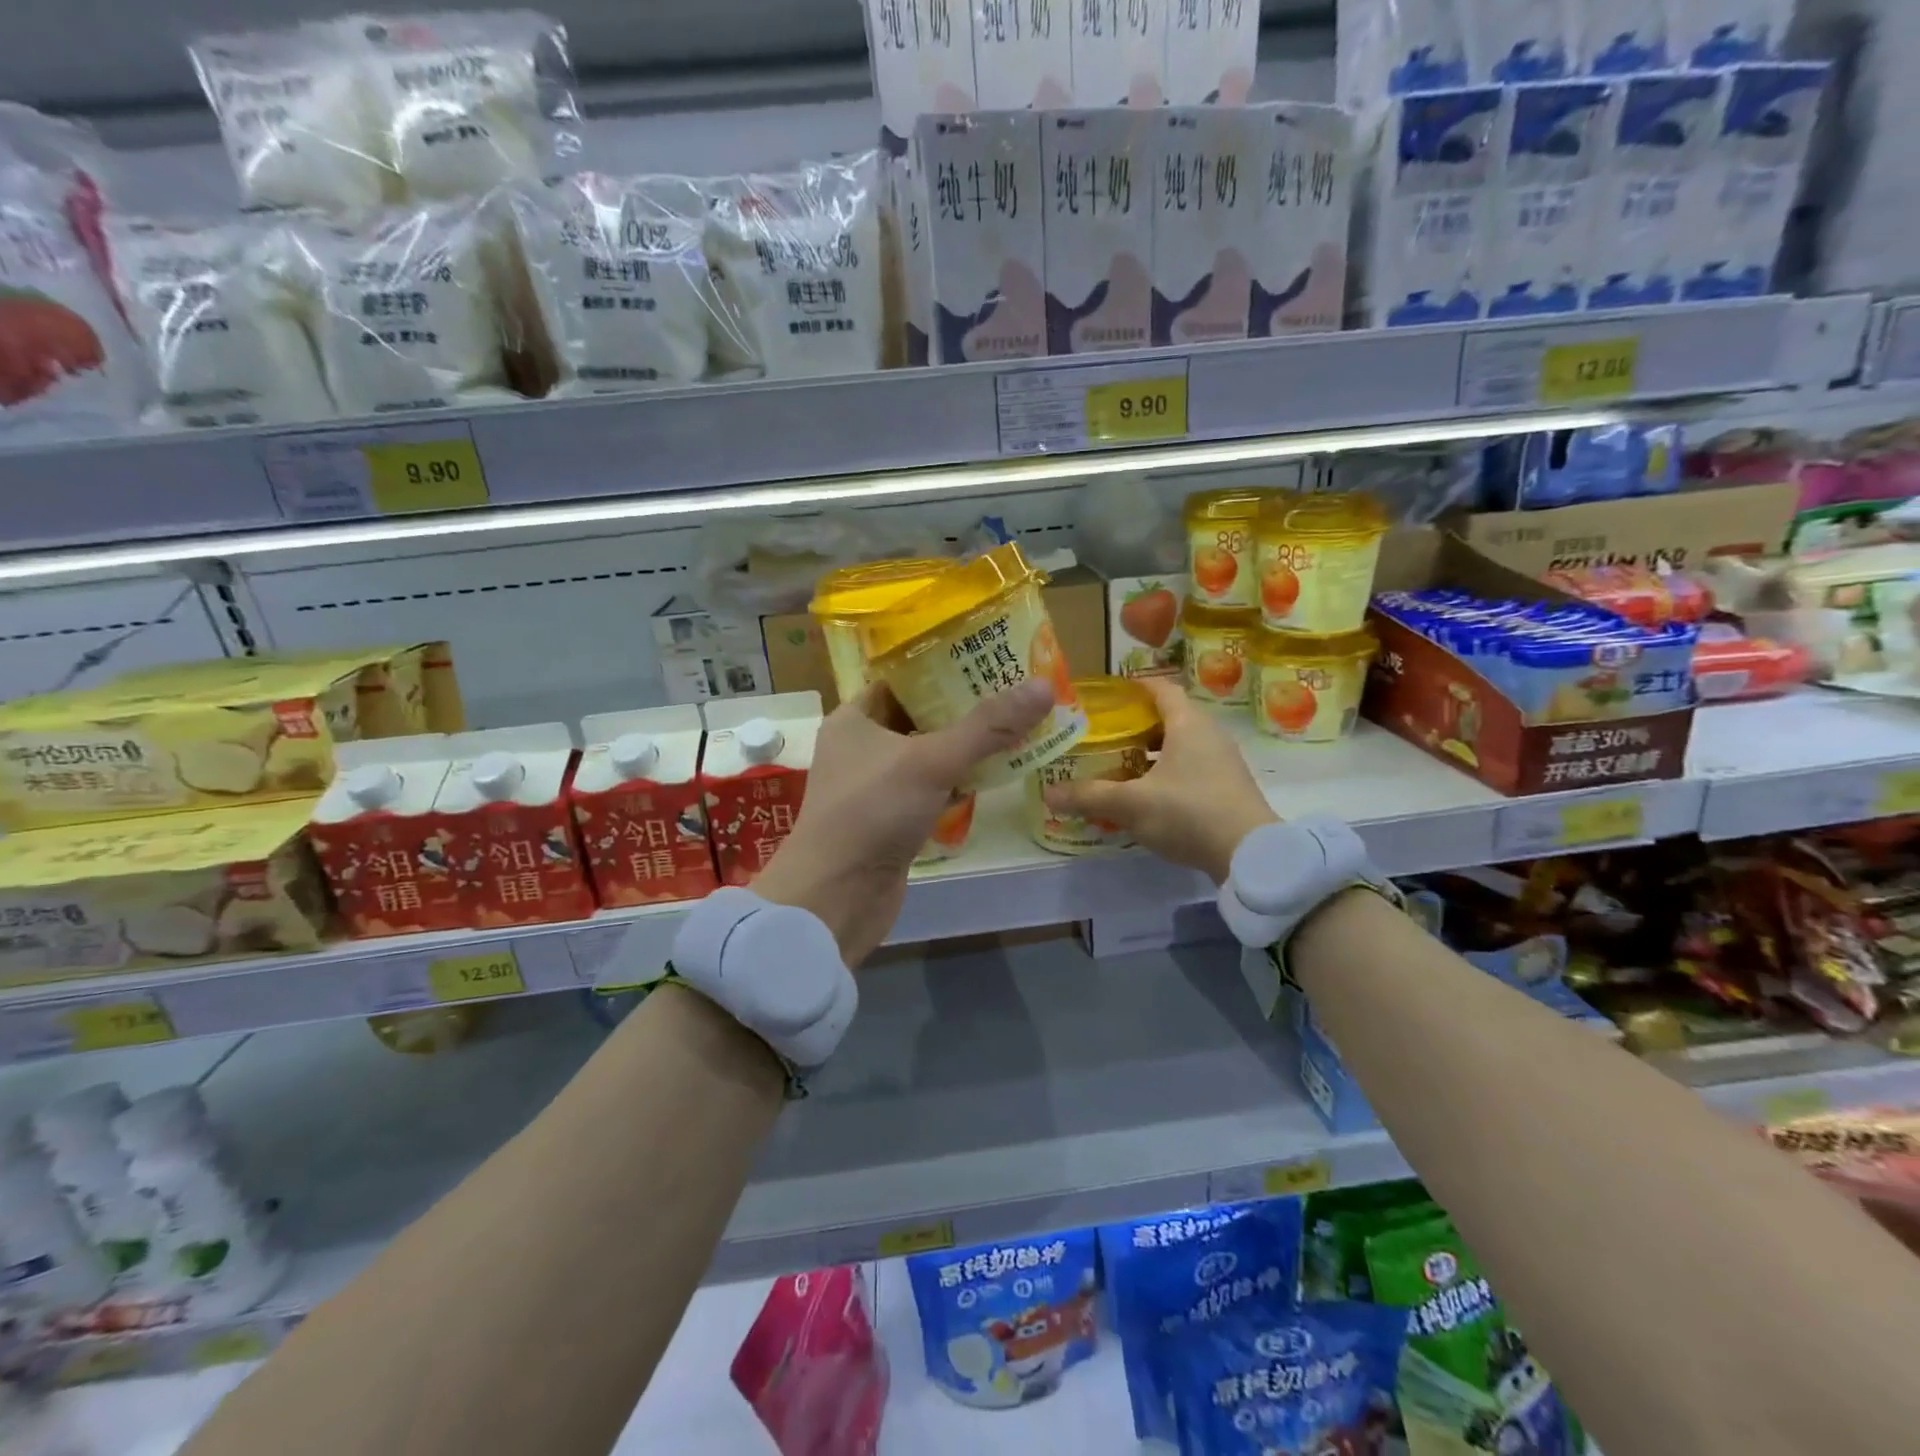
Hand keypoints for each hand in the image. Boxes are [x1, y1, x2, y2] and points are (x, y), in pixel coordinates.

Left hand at [755, 678, 1054, 965]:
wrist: (836, 896)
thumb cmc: (872, 811)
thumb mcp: (931, 760)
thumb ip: (987, 726)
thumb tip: (1043, 686)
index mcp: (855, 718)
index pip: (902, 679)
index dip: (942, 666)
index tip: (988, 656)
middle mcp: (862, 747)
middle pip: (920, 716)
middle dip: (965, 708)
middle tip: (1015, 691)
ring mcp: (877, 786)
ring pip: (929, 755)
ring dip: (966, 747)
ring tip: (1017, 726)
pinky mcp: (892, 820)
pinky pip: (931, 790)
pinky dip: (959, 782)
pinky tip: (996, 775)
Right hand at [1042, 677, 1276, 883]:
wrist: (1250, 854)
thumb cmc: (1188, 812)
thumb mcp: (1132, 804)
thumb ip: (1089, 796)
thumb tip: (1048, 794)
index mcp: (1188, 723)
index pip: (1160, 688)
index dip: (1133, 687)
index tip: (1106, 695)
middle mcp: (1209, 734)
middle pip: (1168, 717)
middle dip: (1134, 724)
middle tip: (1102, 735)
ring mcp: (1222, 761)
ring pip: (1180, 745)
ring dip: (1150, 752)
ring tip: (1118, 765)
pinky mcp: (1227, 787)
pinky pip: (1190, 768)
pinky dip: (1166, 773)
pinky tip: (1145, 794)